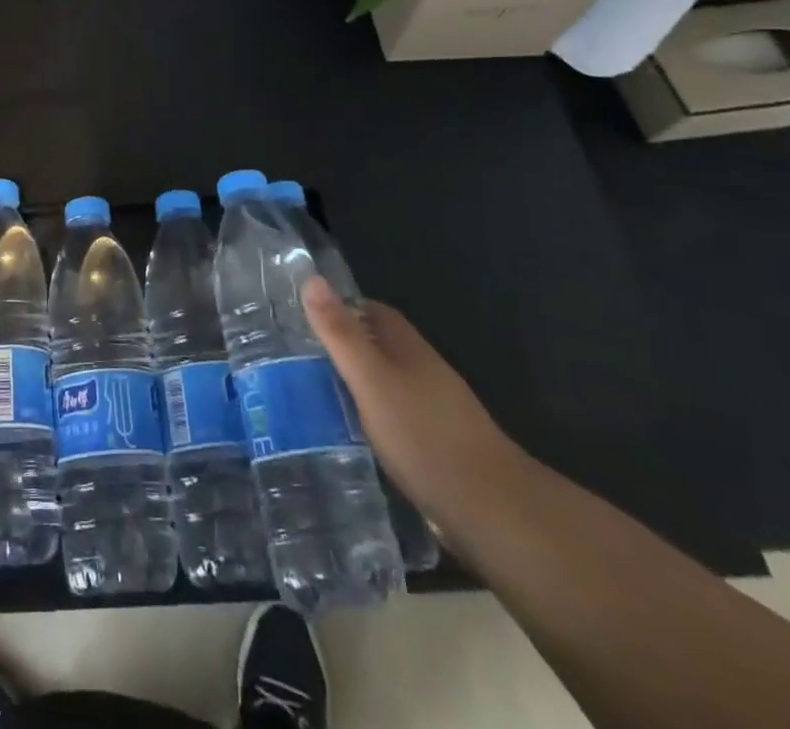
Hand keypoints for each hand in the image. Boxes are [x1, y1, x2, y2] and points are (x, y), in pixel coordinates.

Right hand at [303, 276, 527, 535]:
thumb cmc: (424, 435)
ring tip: (312, 393)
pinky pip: (393, 416)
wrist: (492, 511)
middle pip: (378, 346)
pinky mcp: (435, 445)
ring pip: (385, 383)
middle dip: (343, 346)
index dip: (341, 307)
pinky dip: (369, 417)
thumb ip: (340, 334)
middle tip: (298, 355)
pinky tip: (349, 434)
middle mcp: (423, 371)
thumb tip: (311, 278)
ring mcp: (433, 410)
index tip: (305, 315)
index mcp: (409, 348)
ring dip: (355, 383)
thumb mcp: (371, 380)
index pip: (373, 311)